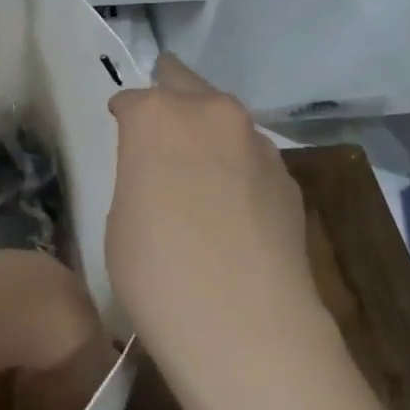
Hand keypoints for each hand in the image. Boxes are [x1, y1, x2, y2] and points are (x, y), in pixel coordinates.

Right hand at [106, 56, 327, 398]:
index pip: (133, 99)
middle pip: (186, 86)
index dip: (124, 116)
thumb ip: (139, 174)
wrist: (244, 323)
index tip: (121, 131)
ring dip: (209, 134)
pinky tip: (233, 206)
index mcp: (157, 116)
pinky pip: (252, 158)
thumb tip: (159, 171)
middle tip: (160, 130)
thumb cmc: (156, 271)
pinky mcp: (288, 176)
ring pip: (225, 121)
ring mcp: (257, 142)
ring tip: (200, 172)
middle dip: (171, 99)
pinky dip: (238, 168)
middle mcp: (211, 113)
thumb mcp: (121, 217)